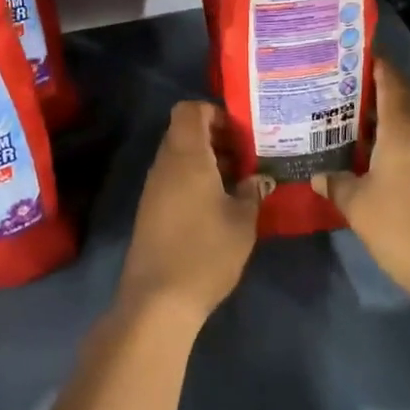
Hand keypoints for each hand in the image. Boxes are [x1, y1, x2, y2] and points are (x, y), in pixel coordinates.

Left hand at [120, 101, 267, 321]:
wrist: (158, 298)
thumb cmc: (206, 251)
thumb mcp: (242, 220)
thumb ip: (252, 191)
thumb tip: (258, 178)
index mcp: (186, 156)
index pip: (190, 110)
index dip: (215, 112)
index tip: (242, 132)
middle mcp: (165, 164)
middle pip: (185, 132)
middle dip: (217, 138)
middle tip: (248, 157)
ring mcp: (154, 188)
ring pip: (180, 157)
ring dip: (208, 161)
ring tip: (240, 181)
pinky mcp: (151, 210)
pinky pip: (174, 179)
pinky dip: (196, 180)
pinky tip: (220, 204)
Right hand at [312, 58, 409, 313]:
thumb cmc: (402, 226)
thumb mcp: (356, 204)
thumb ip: (335, 183)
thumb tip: (317, 175)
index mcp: (405, 130)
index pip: (392, 82)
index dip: (375, 65)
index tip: (350, 56)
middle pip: (402, 99)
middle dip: (374, 90)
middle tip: (339, 87)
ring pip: (409, 123)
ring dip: (383, 117)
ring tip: (347, 118)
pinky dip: (393, 140)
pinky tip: (369, 153)